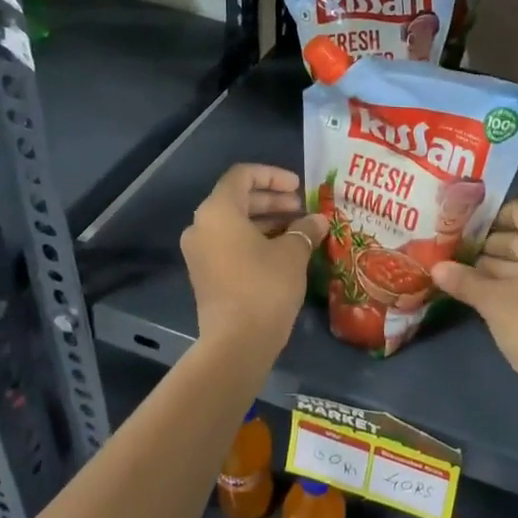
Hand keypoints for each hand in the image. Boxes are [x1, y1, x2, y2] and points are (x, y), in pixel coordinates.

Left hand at [181, 164, 326, 352]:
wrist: (236, 342)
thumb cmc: (265, 286)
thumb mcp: (292, 253)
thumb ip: (305, 229)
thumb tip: (318, 220)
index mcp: (218, 211)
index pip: (243, 176)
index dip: (273, 175)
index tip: (299, 187)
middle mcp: (202, 226)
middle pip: (237, 199)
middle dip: (272, 201)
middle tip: (302, 209)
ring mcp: (199, 252)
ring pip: (234, 224)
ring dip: (266, 221)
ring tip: (298, 230)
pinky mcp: (205, 274)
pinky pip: (229, 244)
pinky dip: (254, 240)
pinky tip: (283, 251)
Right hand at [431, 201, 517, 400]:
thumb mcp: (493, 301)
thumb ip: (464, 280)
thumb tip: (436, 268)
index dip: (490, 216)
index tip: (461, 226)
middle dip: (488, 245)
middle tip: (453, 252)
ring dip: (498, 267)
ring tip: (462, 274)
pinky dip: (515, 284)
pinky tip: (486, 295)